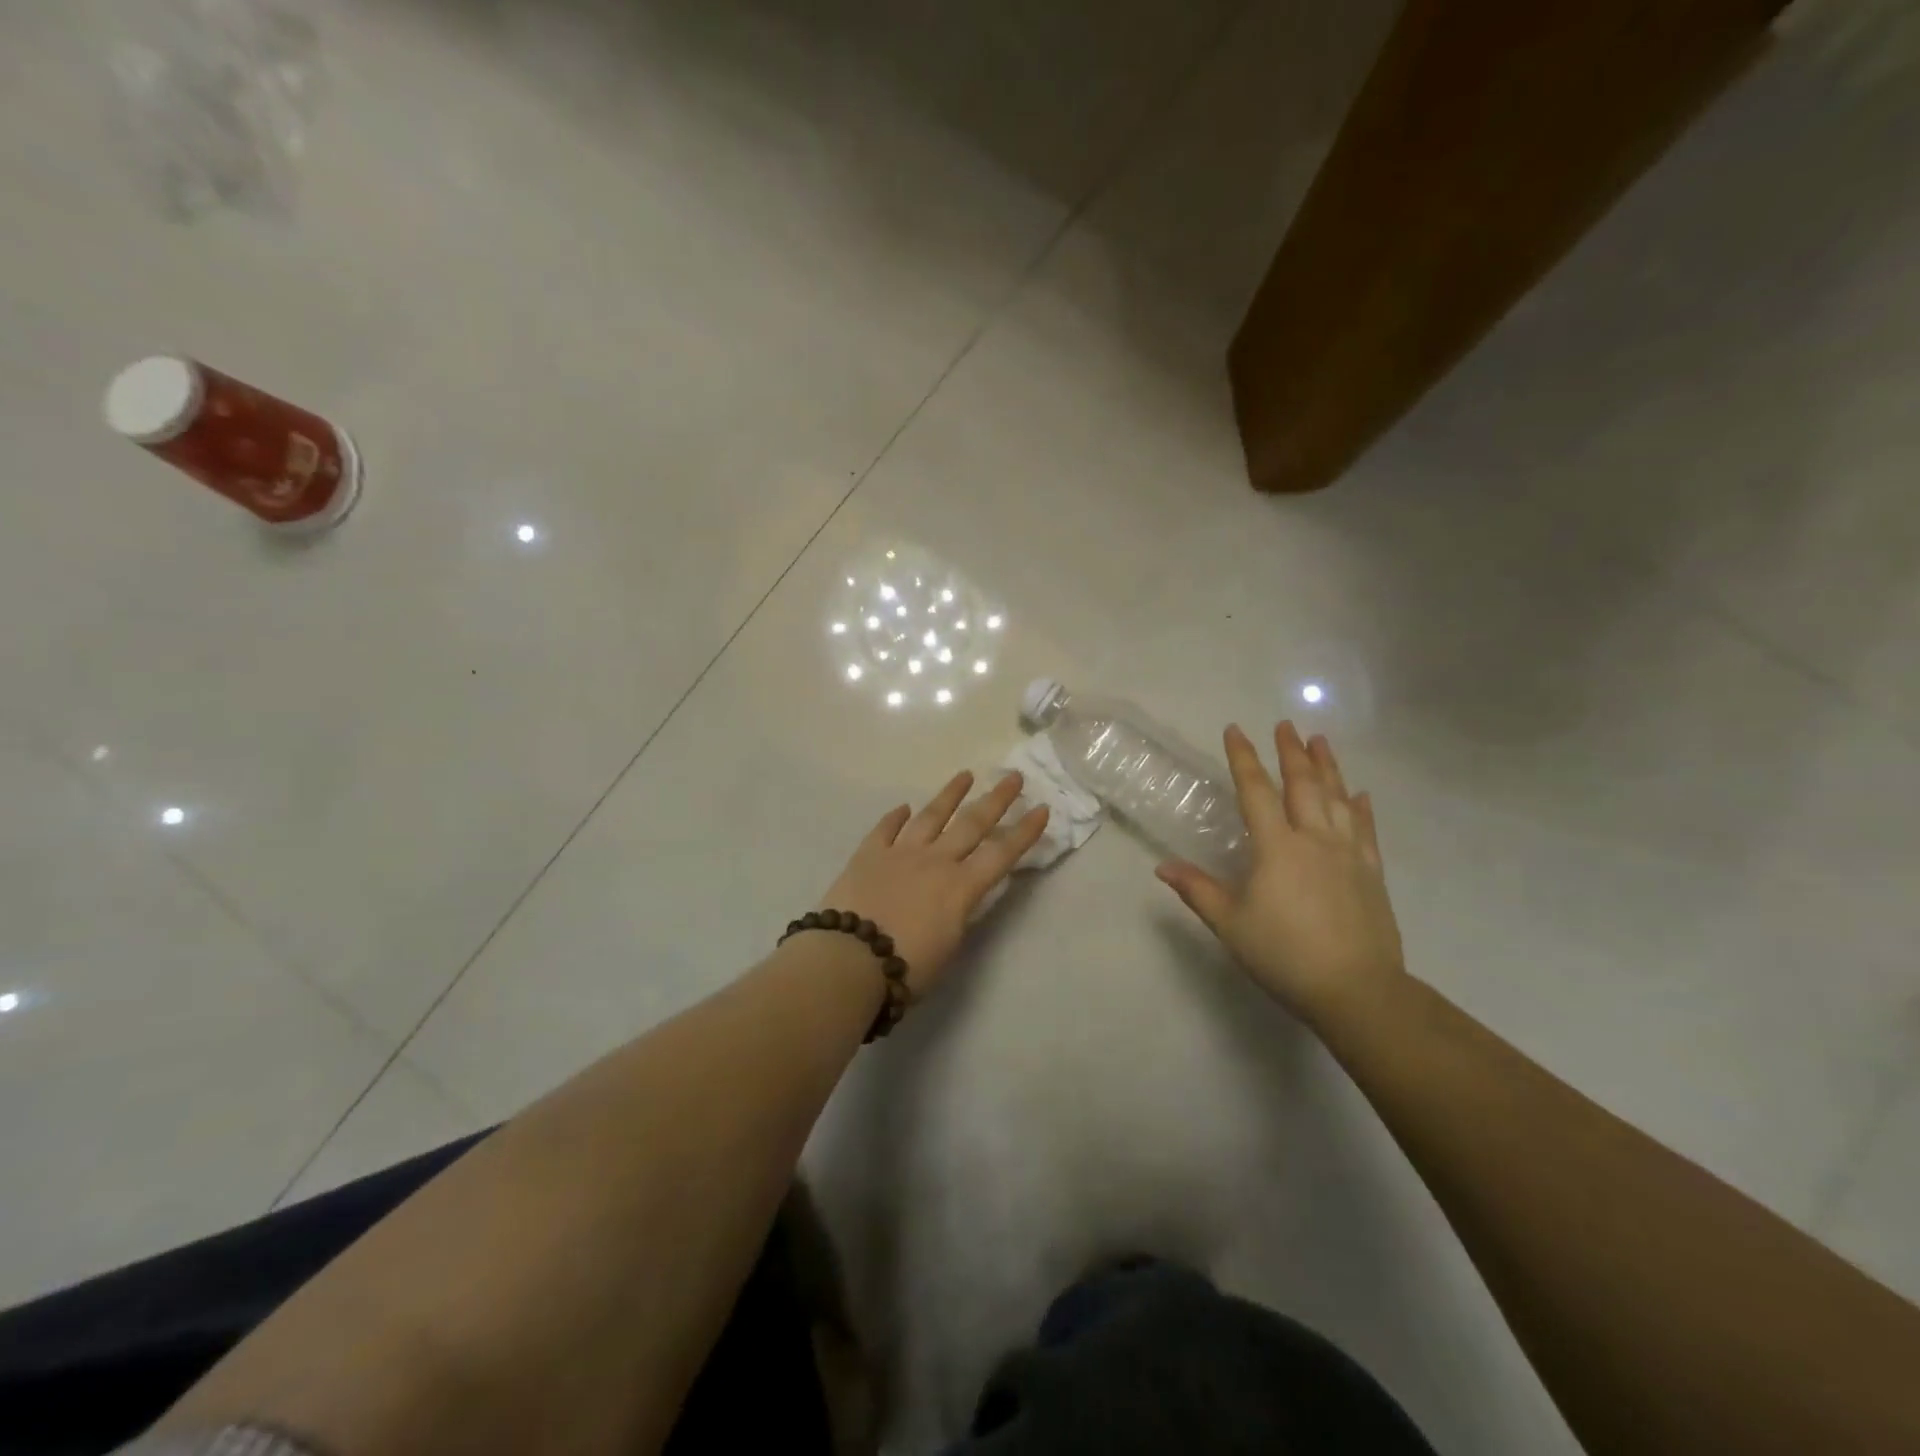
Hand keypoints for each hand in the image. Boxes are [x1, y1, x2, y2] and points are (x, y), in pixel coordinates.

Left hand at [820, 771, 1048, 993]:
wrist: (850, 960)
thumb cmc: (907, 968)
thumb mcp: (949, 946)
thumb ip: (959, 914)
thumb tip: (961, 897)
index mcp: (961, 887)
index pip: (1002, 854)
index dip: (1024, 832)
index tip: (1042, 809)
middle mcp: (935, 861)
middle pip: (972, 823)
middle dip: (996, 799)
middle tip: (1013, 777)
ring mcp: (900, 853)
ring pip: (931, 816)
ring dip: (950, 794)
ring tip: (965, 775)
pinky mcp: (868, 854)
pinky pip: (885, 829)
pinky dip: (896, 817)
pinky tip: (904, 807)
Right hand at [1157, 723, 1404, 1025]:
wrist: (1356, 990)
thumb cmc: (1284, 954)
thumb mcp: (1230, 924)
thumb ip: (1197, 890)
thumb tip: (1162, 867)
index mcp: (1276, 847)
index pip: (1255, 791)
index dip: (1243, 758)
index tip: (1235, 730)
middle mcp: (1314, 839)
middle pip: (1302, 785)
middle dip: (1290, 752)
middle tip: (1285, 724)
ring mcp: (1348, 853)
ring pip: (1337, 798)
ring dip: (1328, 767)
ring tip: (1320, 741)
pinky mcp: (1371, 872)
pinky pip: (1365, 829)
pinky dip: (1360, 807)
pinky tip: (1359, 794)